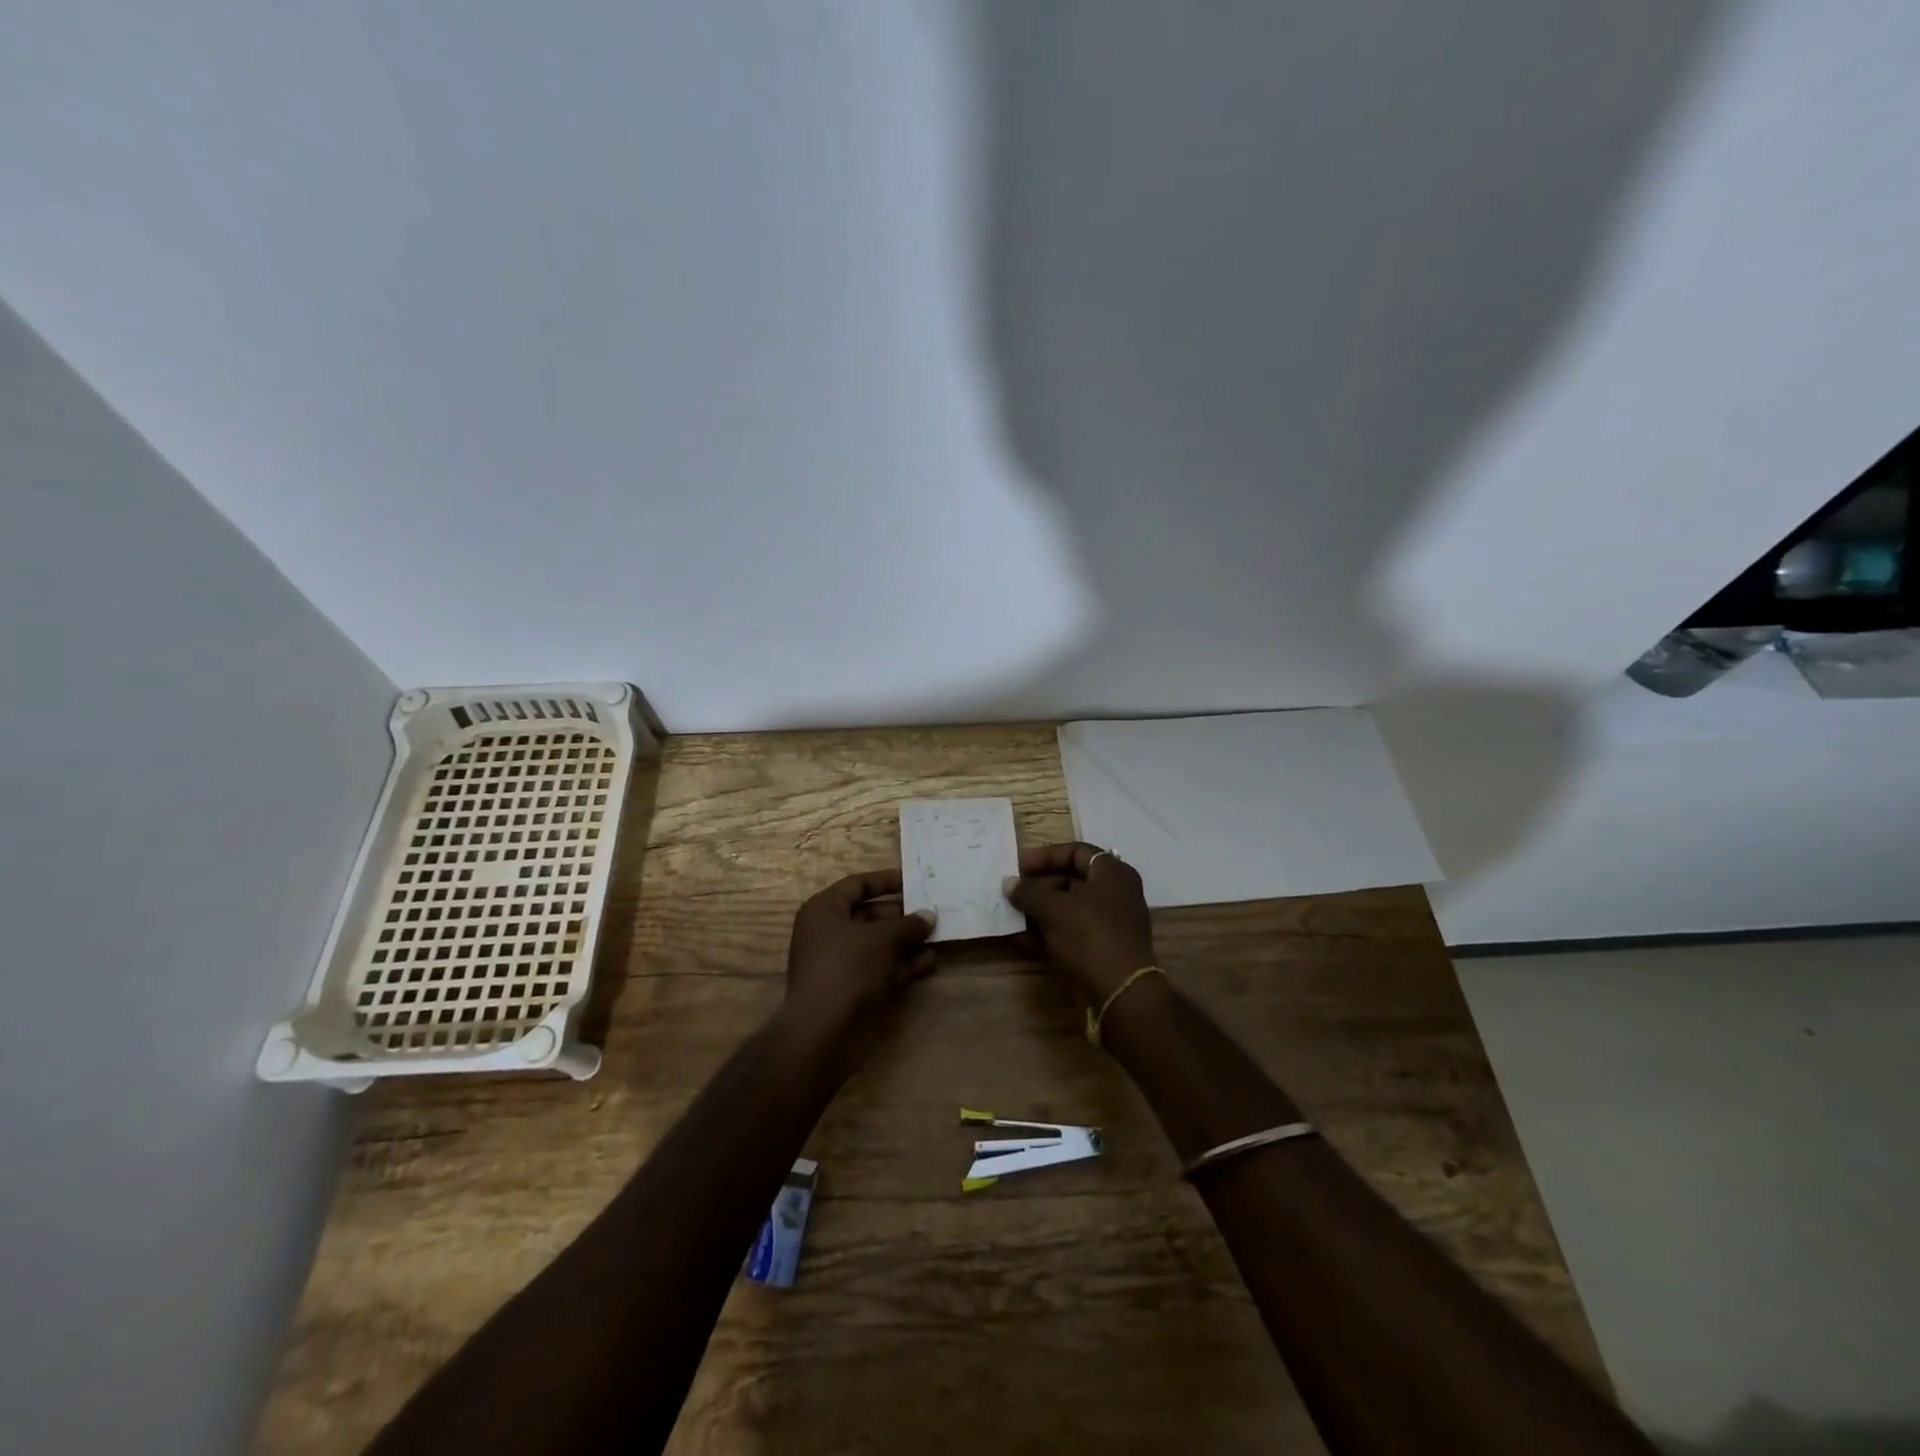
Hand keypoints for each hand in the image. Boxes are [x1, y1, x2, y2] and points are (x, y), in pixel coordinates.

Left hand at [784, 869, 936, 1034]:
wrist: (823, 1031)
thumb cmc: (849, 968)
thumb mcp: (883, 939)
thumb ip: (908, 925)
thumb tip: (929, 916)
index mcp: (824, 910)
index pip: (858, 885)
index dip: (887, 881)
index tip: (915, 881)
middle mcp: (828, 933)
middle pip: (870, 915)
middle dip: (903, 915)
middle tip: (932, 912)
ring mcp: (839, 963)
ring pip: (878, 945)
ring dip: (907, 941)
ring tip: (939, 935)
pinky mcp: (851, 989)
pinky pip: (880, 968)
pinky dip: (903, 965)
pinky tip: (930, 961)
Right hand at [1004, 842, 1156, 1004]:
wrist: (1121, 993)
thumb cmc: (1088, 936)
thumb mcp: (1052, 909)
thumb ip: (1028, 892)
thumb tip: (1009, 883)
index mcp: (1112, 872)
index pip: (1076, 851)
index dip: (1045, 856)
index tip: (1019, 867)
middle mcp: (1118, 892)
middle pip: (1073, 880)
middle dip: (1040, 887)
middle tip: (1014, 894)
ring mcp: (1115, 922)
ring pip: (1071, 908)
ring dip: (1041, 912)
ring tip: (1014, 918)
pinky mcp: (1108, 948)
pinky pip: (1075, 931)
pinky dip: (1051, 933)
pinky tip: (1025, 943)